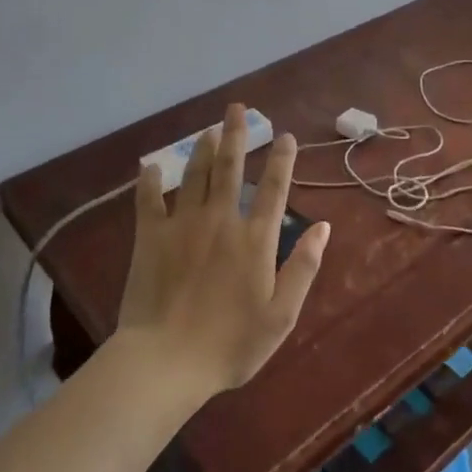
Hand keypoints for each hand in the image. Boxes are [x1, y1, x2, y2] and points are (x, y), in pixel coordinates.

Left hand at [115, 104, 331, 397]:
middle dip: (236, 135)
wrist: (166, 363)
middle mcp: (221, 221)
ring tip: (208, 128)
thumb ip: (303, 267)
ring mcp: (182, 226)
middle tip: (237, 108)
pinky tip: (150, 165)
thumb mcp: (282, 315)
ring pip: (194, 176)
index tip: (285, 135)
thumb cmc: (230, 344)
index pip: (273, 188)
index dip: (281, 159)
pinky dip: (150, 181)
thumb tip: (322, 226)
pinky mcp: (149, 238)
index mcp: (255, 239)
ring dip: (202, 149)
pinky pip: (148, 201)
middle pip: (230, 168)